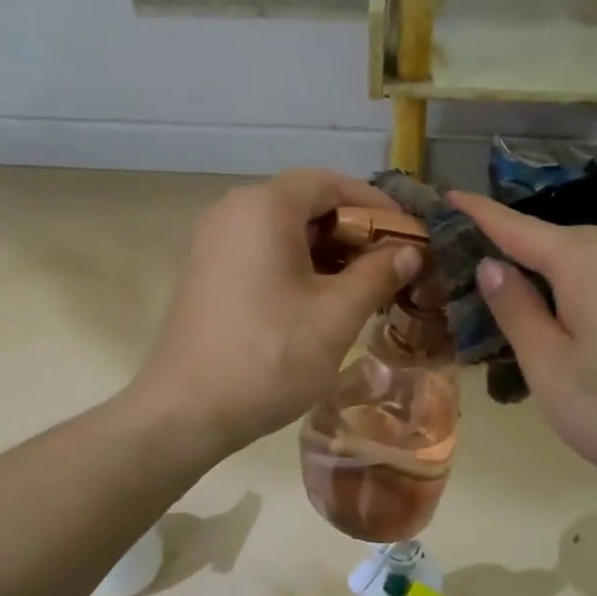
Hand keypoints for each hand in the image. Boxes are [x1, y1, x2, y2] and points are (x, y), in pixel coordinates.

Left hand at [131, 170, 421, 454]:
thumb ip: (377, 274)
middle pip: (304, 203)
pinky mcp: (205, 273)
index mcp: (263, 207)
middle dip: (353, 231)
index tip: (409, 234)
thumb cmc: (269, 358)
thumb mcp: (336, 316)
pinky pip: (260, 253)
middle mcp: (231, 211)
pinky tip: (321, 301)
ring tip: (363, 287)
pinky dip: (295, 266)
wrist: (187, 412)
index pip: (330, 183)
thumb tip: (409, 251)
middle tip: (391, 265)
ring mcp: (212, 243)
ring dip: (326, 252)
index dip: (376, 205)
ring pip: (282, 231)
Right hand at [450, 191, 596, 486]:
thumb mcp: (548, 366)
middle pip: (552, 240)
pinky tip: (573, 316)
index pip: (515, 227)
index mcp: (584, 260)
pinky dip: (580, 284)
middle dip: (511, 249)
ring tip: (516, 300)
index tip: (447, 196)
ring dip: (547, 272)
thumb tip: (491, 265)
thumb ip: (515, 309)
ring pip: (584, 258)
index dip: (478, 212)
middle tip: (470, 272)